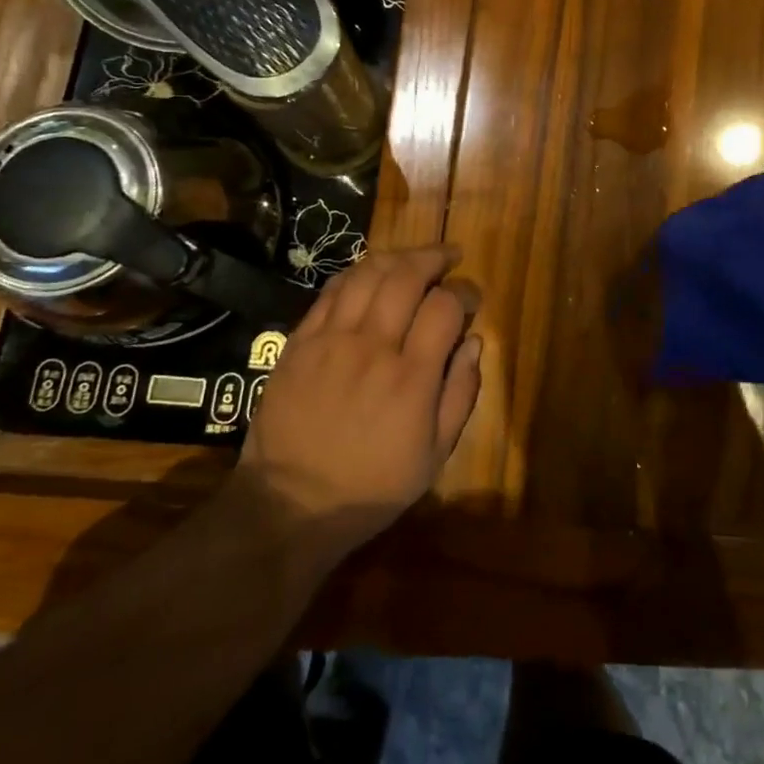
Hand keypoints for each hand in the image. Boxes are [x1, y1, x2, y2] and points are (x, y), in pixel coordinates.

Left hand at [230, 246, 483, 565]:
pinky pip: (331, 291)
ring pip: (367, 273)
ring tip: (413, 260)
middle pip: (407, 276)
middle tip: (449, 258)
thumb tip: (473, 341)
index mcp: (411, 377)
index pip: (445, 306)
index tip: (471, 298)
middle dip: (434, 258)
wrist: (290, 506)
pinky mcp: (300, 342)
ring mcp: (332, 340)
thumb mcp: (434, 455)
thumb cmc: (372, 486)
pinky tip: (371, 275)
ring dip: (397, 258)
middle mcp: (373, 347)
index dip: (465, 292)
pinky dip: (357, 274)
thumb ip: (461, 393)